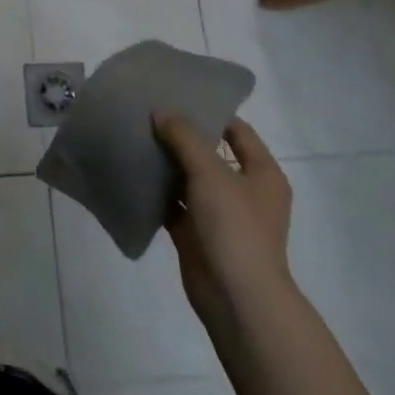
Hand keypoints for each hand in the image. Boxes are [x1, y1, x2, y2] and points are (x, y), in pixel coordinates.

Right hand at [152, 112, 293, 326]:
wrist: (236, 297)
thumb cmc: (235, 227)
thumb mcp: (211, 172)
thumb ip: (184, 138)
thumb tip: (161, 112)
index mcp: (262, 174)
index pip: (237, 131)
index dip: (210, 112)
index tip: (176, 96)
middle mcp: (245, 192)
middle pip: (210, 154)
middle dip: (180, 137)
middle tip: (147, 115)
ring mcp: (220, 215)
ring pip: (189, 180)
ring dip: (166, 164)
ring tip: (134, 138)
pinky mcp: (197, 235)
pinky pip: (174, 205)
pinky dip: (156, 192)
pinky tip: (131, 174)